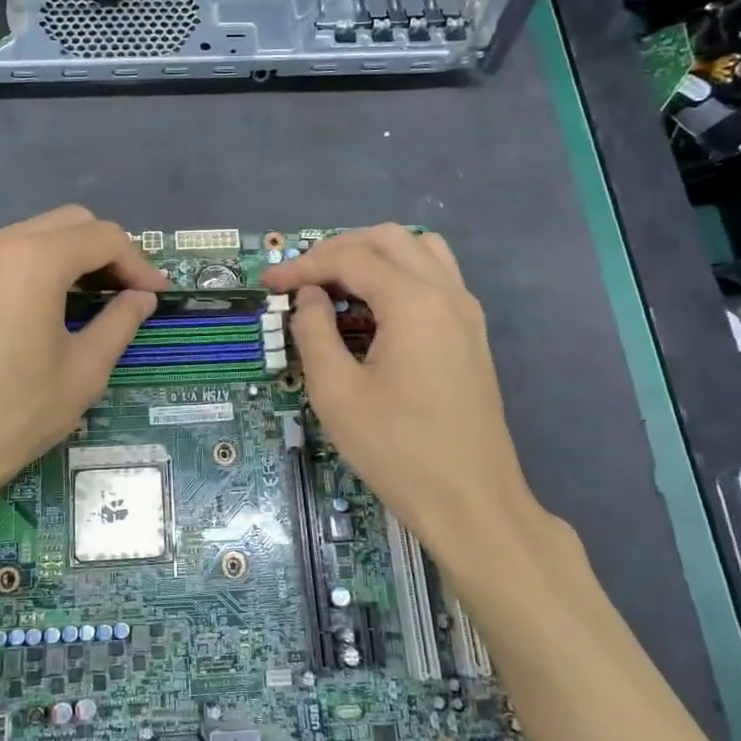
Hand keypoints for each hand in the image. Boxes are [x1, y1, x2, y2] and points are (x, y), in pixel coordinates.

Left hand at [0, 206, 166, 542]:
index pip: (103, 238)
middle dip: (106, 252)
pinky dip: (34, 268)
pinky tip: (42, 310)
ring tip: (88, 302)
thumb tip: (140, 299)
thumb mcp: (82, 373)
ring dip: (69, 257)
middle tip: (126, 294)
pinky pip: (1, 256)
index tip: (157, 295)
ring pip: (31, 235)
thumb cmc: (10, 416)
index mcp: (34, 260)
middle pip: (68, 224)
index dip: (138, 263)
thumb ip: (119, 324)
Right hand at [264, 226, 548, 574]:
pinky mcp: (472, 332)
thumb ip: (313, 331)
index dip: (303, 266)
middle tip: (300, 279)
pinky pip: (436, 276)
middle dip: (337, 250)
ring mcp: (466, 311)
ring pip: (418, 249)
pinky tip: (374, 308)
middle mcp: (446, 292)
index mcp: (413, 301)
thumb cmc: (397, 449)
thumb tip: (310, 296)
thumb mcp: (336, 392)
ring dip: (373, 254)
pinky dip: (399, 273)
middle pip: (387, 239)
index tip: (268, 283)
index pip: (350, 259)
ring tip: (337, 284)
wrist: (471, 502)